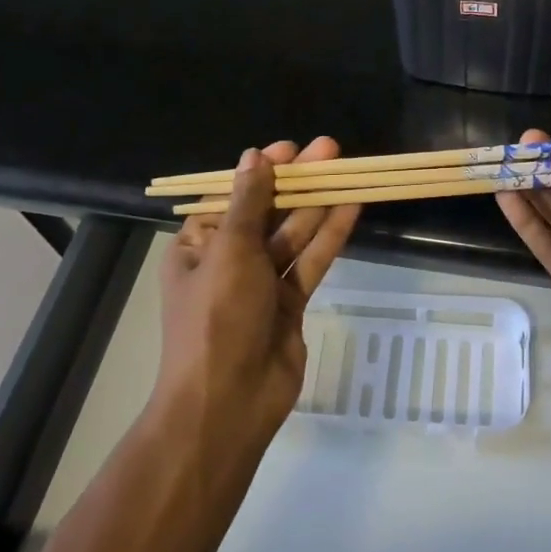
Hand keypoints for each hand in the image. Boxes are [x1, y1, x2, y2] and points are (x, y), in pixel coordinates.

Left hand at [157, 137, 360, 446]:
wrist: (229, 402)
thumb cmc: (218, 318)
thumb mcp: (229, 251)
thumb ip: (249, 202)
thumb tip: (254, 156)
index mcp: (198, 246)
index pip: (233, 197)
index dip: (261, 171)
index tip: (290, 148)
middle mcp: (228, 261)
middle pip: (267, 211)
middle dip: (297, 181)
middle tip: (330, 149)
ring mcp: (260, 284)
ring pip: (293, 234)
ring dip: (318, 203)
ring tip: (347, 170)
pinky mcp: (289, 304)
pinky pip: (310, 262)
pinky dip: (329, 236)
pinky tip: (352, 208)